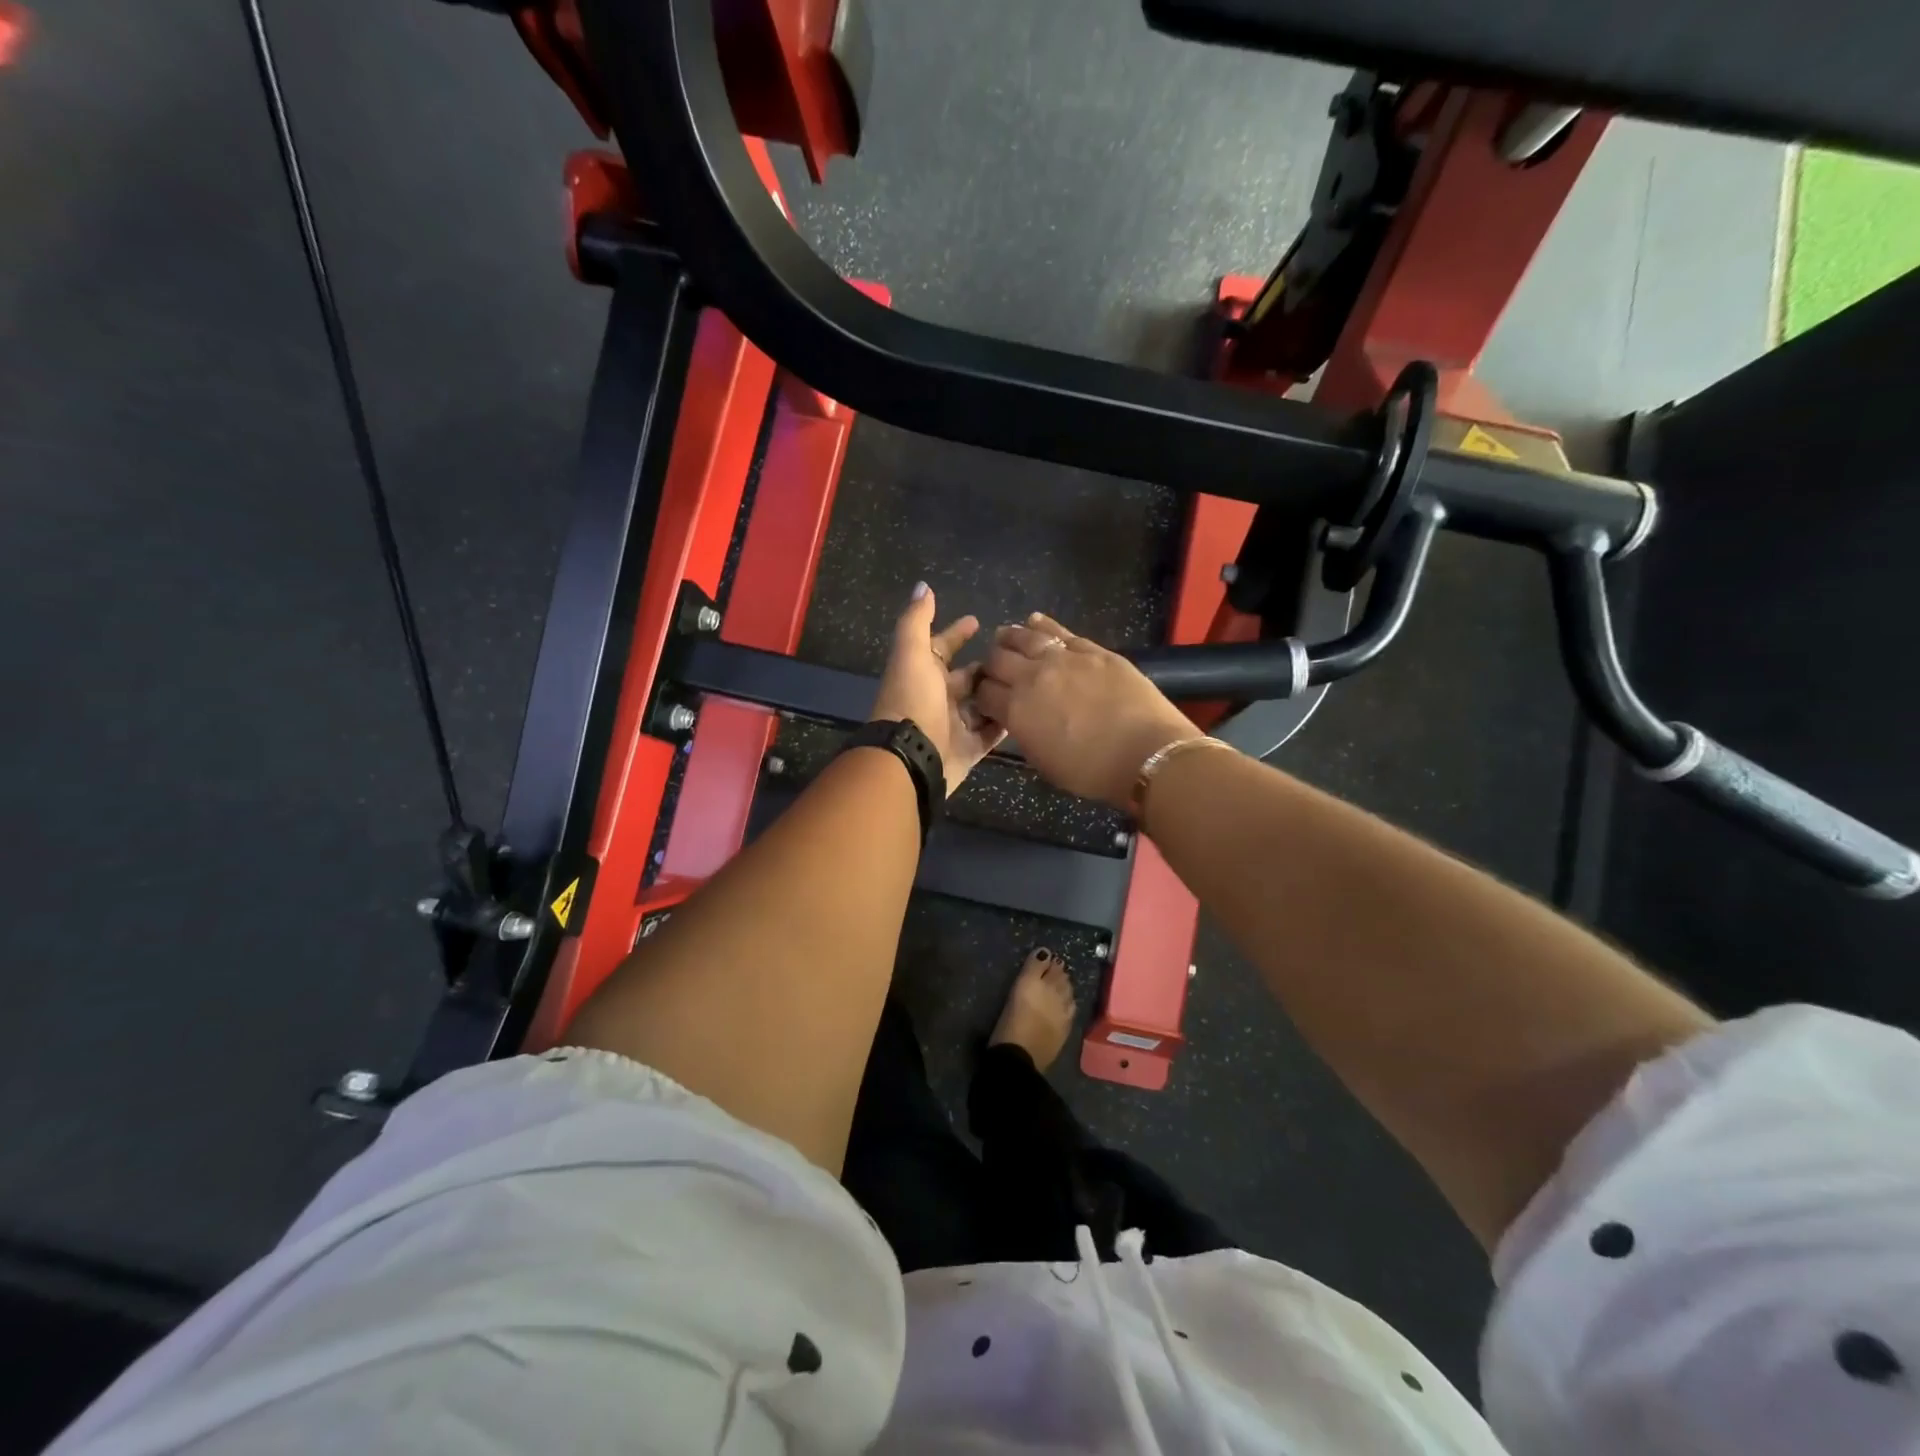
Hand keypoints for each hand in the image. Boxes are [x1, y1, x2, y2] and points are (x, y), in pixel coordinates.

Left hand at [870, 583, 1006, 794]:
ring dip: (998, 693)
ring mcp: (953, 725)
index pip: (941, 647)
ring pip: (980, 705)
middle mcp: (936, 698)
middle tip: (1014, 655)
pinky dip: (1004, 723)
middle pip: (965, 678)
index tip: (977, 620)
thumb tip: (923, 586)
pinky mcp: (968, 749)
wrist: (911, 758)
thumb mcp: (912, 653)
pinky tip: (1026, 710)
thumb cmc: (912, 700)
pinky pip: (990, 733)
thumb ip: (916, 620)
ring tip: (1027, 681)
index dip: (957, 633)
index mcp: (922, 673)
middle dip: (985, 665)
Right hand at [973, 612, 1199, 808]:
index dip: (980, 695)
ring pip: (1025, 637)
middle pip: (998, 660)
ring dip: (1009, 637)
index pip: (983, 693)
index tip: (985, 698)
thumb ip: (1025, 734)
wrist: (1145, 751)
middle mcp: (1032, 677)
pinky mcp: (1092, 650)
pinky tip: (1035, 621)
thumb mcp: (1044, 762)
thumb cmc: (1092, 771)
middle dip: (991, 665)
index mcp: (1016, 710)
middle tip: (996, 671)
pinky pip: (1060, 631)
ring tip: (1004, 637)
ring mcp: (1063, 658)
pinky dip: (1043, 625)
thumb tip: (1019, 719)